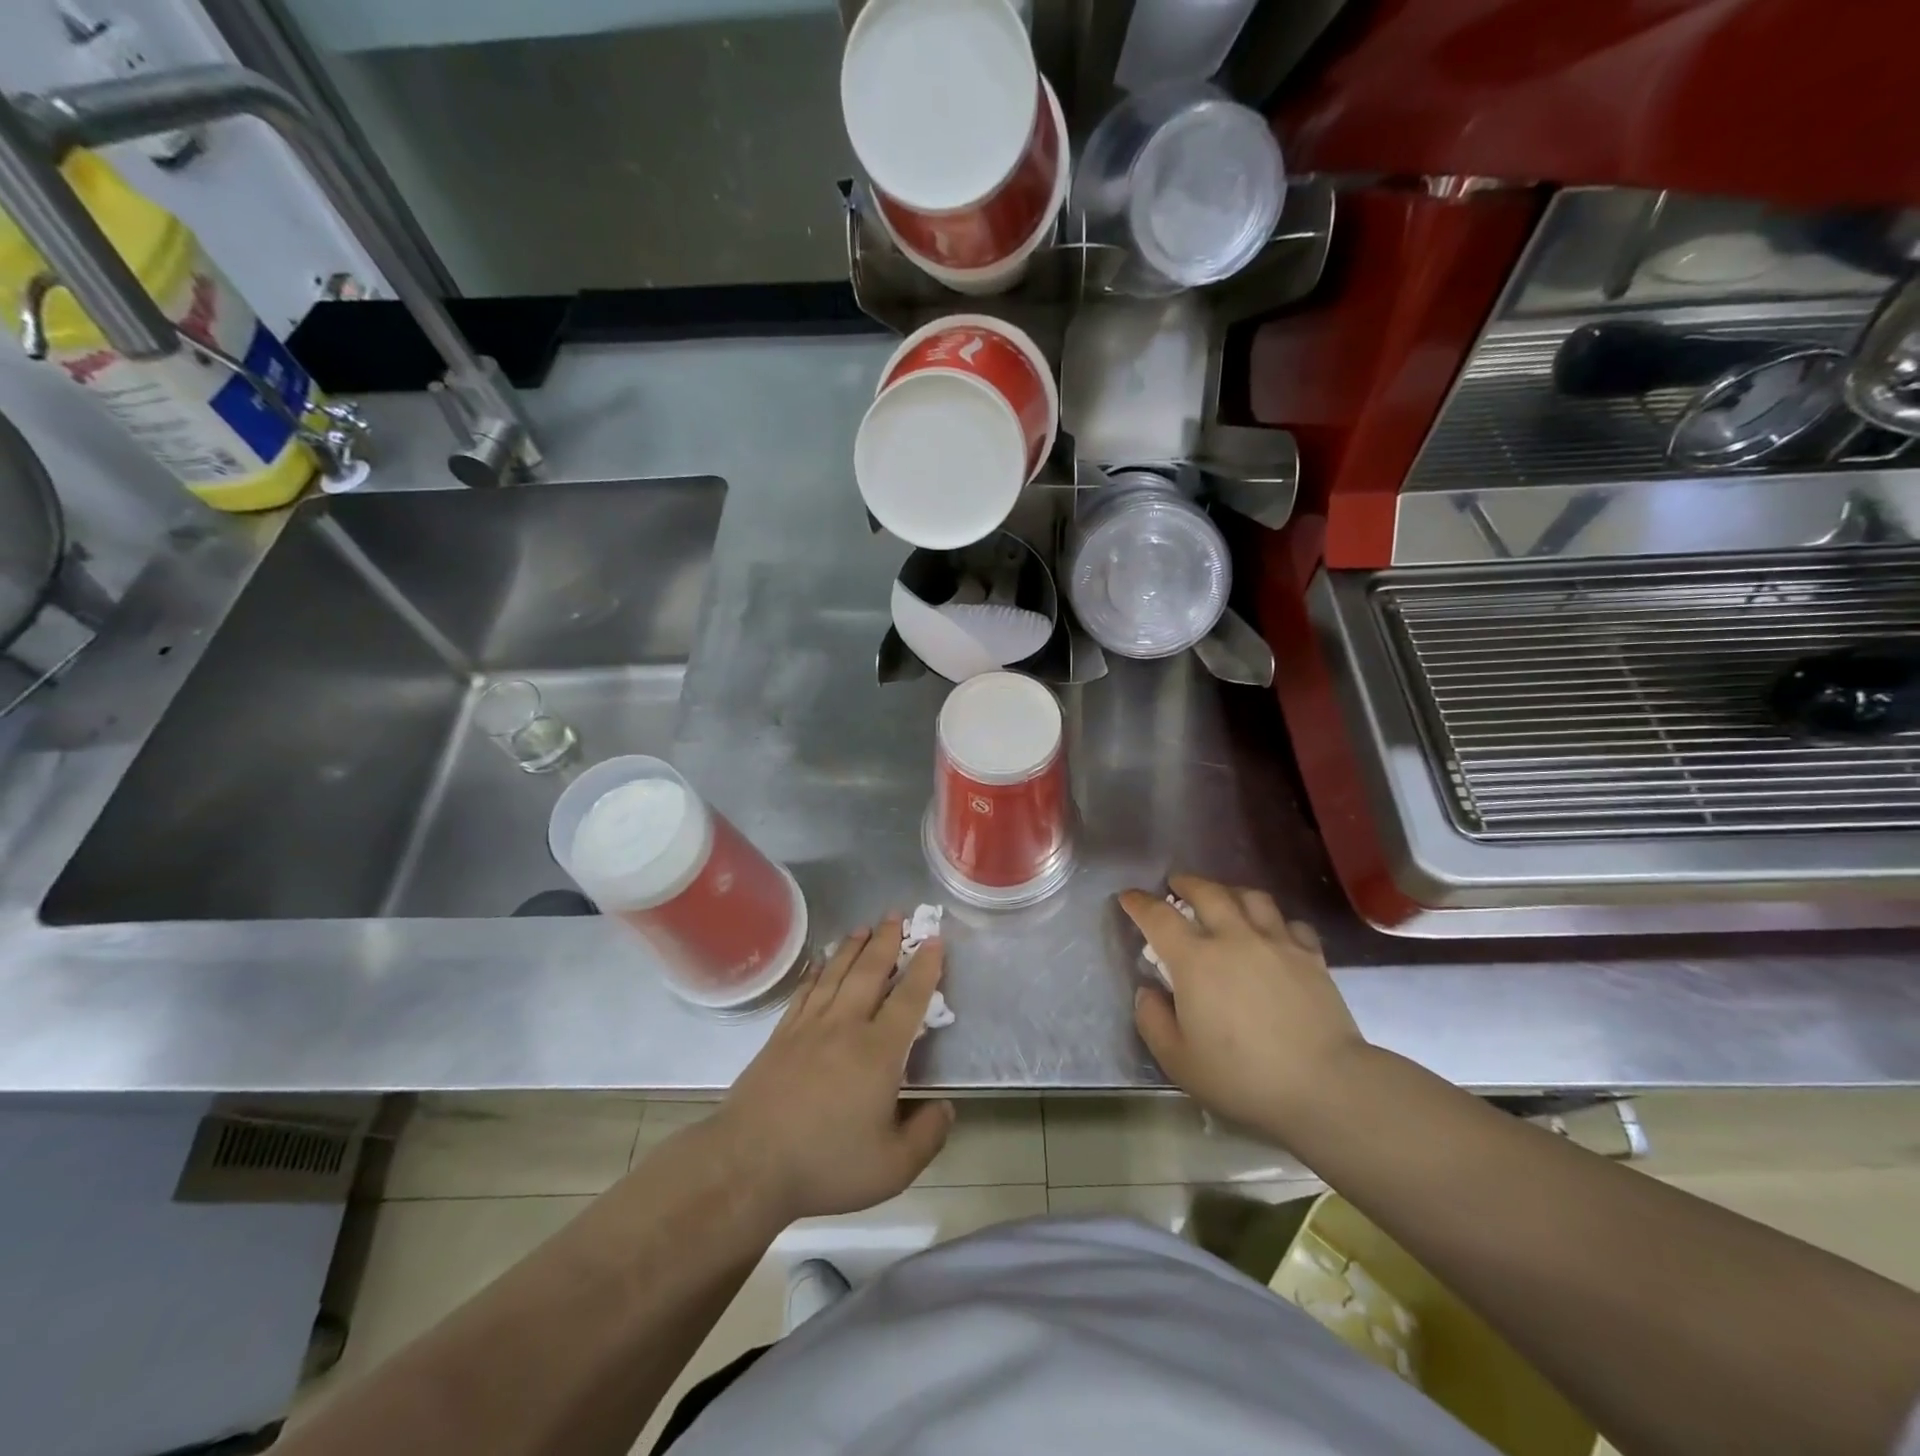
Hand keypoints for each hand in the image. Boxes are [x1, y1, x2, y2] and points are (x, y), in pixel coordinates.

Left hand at [715, 920, 952, 1224]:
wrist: (749, 1164)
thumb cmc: (826, 1164)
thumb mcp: (892, 1167)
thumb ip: (926, 1135)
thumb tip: (945, 1107)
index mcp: (879, 1052)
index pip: (909, 999)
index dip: (925, 968)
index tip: (934, 940)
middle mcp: (846, 1026)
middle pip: (870, 972)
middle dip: (887, 941)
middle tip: (897, 914)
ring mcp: (809, 1027)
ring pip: (837, 974)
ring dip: (853, 947)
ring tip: (865, 926)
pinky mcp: (781, 1035)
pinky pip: (805, 991)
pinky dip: (817, 970)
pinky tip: (821, 961)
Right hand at [1121, 875, 1367, 1140]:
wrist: (1325, 1086)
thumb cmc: (1243, 1077)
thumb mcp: (1179, 1060)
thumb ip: (1153, 1020)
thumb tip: (1148, 991)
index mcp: (1195, 960)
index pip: (1158, 916)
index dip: (1139, 903)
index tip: (1128, 897)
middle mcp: (1234, 938)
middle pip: (1207, 892)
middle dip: (1186, 883)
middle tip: (1176, 885)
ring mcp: (1277, 943)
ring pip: (1251, 897)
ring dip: (1230, 892)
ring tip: (1225, 898)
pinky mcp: (1311, 957)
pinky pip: (1291, 923)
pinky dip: (1276, 920)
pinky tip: (1273, 932)